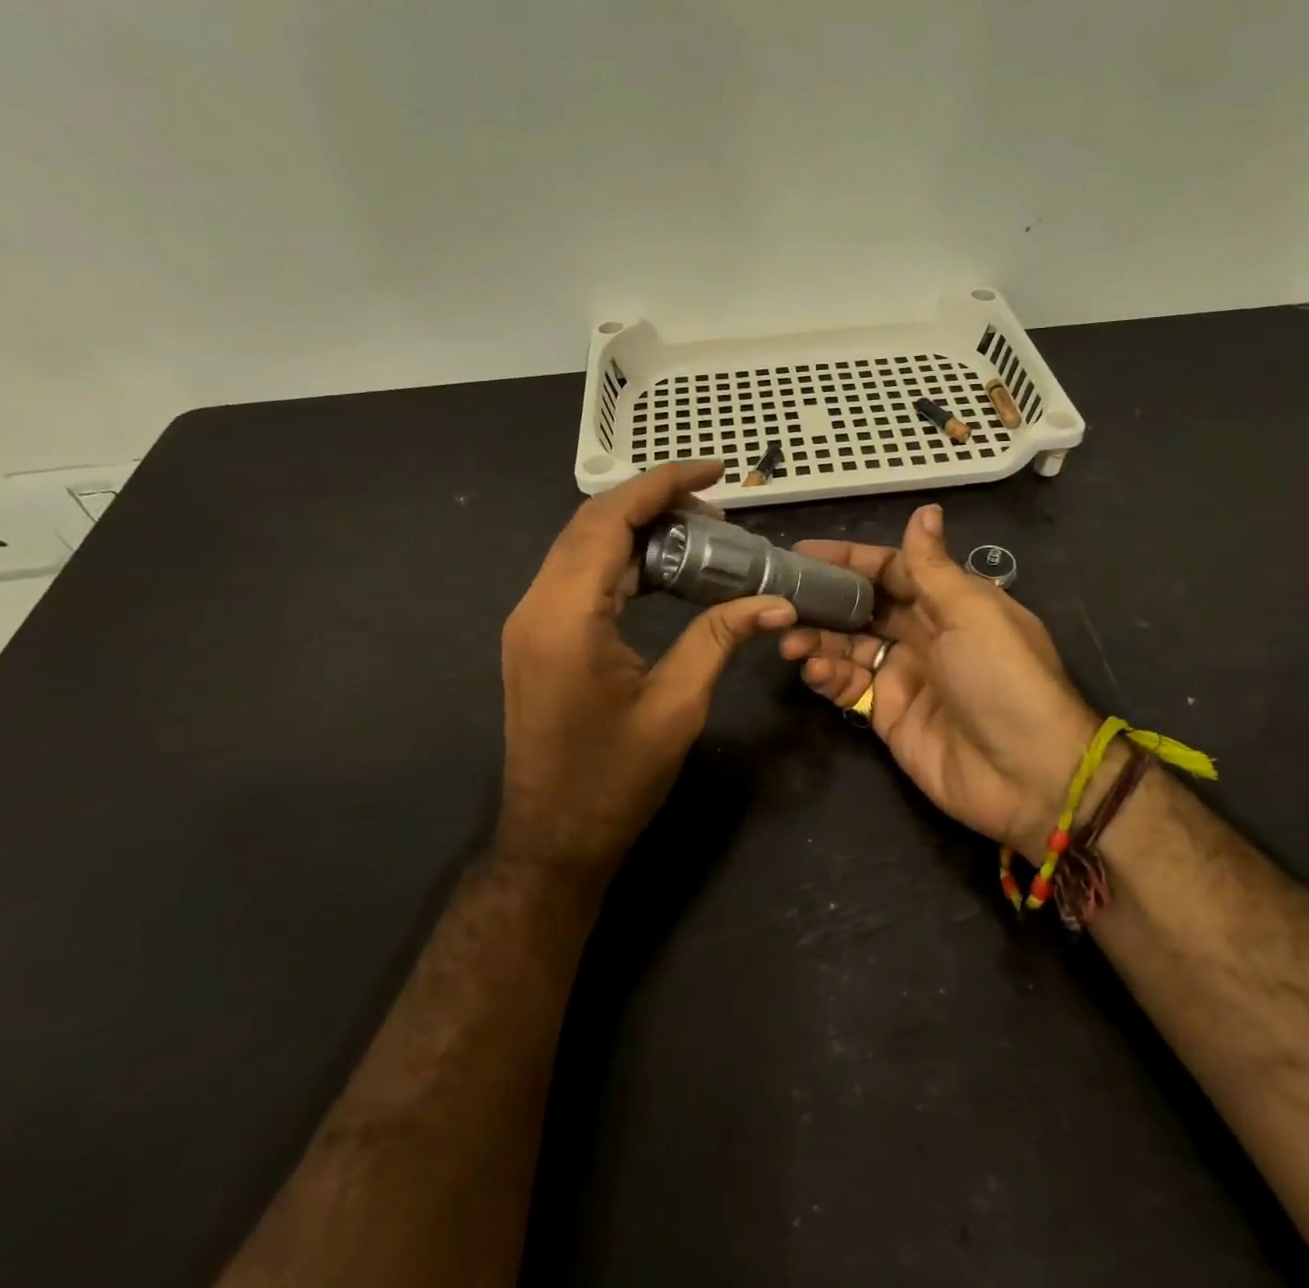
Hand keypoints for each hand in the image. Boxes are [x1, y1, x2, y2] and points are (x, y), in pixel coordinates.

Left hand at [499, 462, 796, 882]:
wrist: (554, 839)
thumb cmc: (615, 780)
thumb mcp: (678, 705)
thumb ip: (720, 638)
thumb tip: (777, 602)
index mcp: (566, 616)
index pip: (610, 521)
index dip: (663, 484)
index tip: (715, 470)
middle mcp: (537, 605)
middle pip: (593, 524)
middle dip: (655, 503)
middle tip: (719, 512)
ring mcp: (532, 621)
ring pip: (585, 547)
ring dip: (640, 531)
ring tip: (703, 537)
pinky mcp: (539, 637)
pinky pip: (581, 577)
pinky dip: (625, 562)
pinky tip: (667, 572)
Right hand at [781, 504, 1105, 860]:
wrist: (1028, 775)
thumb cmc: (1002, 679)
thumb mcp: (971, 613)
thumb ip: (933, 567)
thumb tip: (925, 510)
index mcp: (949, 603)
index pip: (891, 570)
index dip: (849, 559)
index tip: (802, 552)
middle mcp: (924, 634)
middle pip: (863, 608)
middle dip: (824, 601)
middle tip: (781, 599)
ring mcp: (904, 676)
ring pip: (849, 647)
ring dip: (818, 640)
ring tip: (789, 641)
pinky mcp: (889, 715)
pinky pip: (850, 687)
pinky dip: (827, 677)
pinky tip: (813, 672)